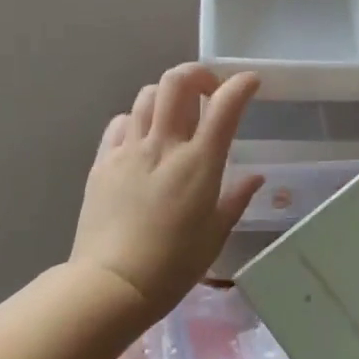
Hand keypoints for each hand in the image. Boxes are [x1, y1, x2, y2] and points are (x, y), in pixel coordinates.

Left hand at [70, 65, 263, 319]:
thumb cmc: (173, 265)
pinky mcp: (102, 161)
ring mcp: (129, 150)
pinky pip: (120, 123)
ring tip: (176, 115)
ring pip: (147, 96)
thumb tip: (255, 177)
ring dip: (167, 95)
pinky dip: (137, 120)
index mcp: (199, 163)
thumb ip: (236, 198)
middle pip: (176, 82)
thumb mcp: (216, 234)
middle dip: (198, 74)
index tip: (250, 82)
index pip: (224, 106)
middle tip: (208, 91)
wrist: (111, 284)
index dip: (241, 85)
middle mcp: (164, 145)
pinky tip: (142, 139)